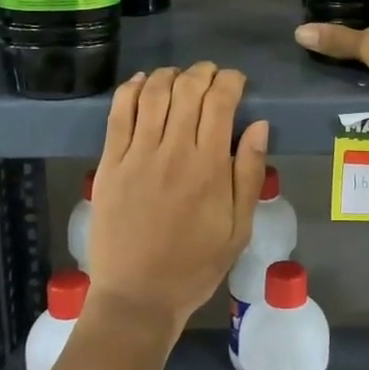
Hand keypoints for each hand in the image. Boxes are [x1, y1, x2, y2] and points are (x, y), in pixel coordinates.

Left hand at [87, 63, 269, 331]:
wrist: (138, 296)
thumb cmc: (195, 265)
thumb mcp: (239, 228)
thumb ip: (249, 173)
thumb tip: (258, 125)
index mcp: (209, 167)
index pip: (220, 102)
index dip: (230, 81)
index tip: (237, 82)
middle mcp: (173, 151)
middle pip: (187, 90)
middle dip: (203, 73)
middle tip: (211, 76)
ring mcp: (136, 155)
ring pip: (153, 94)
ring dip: (170, 75)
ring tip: (180, 77)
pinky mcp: (109, 163)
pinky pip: (118, 113)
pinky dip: (131, 90)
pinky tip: (142, 83)